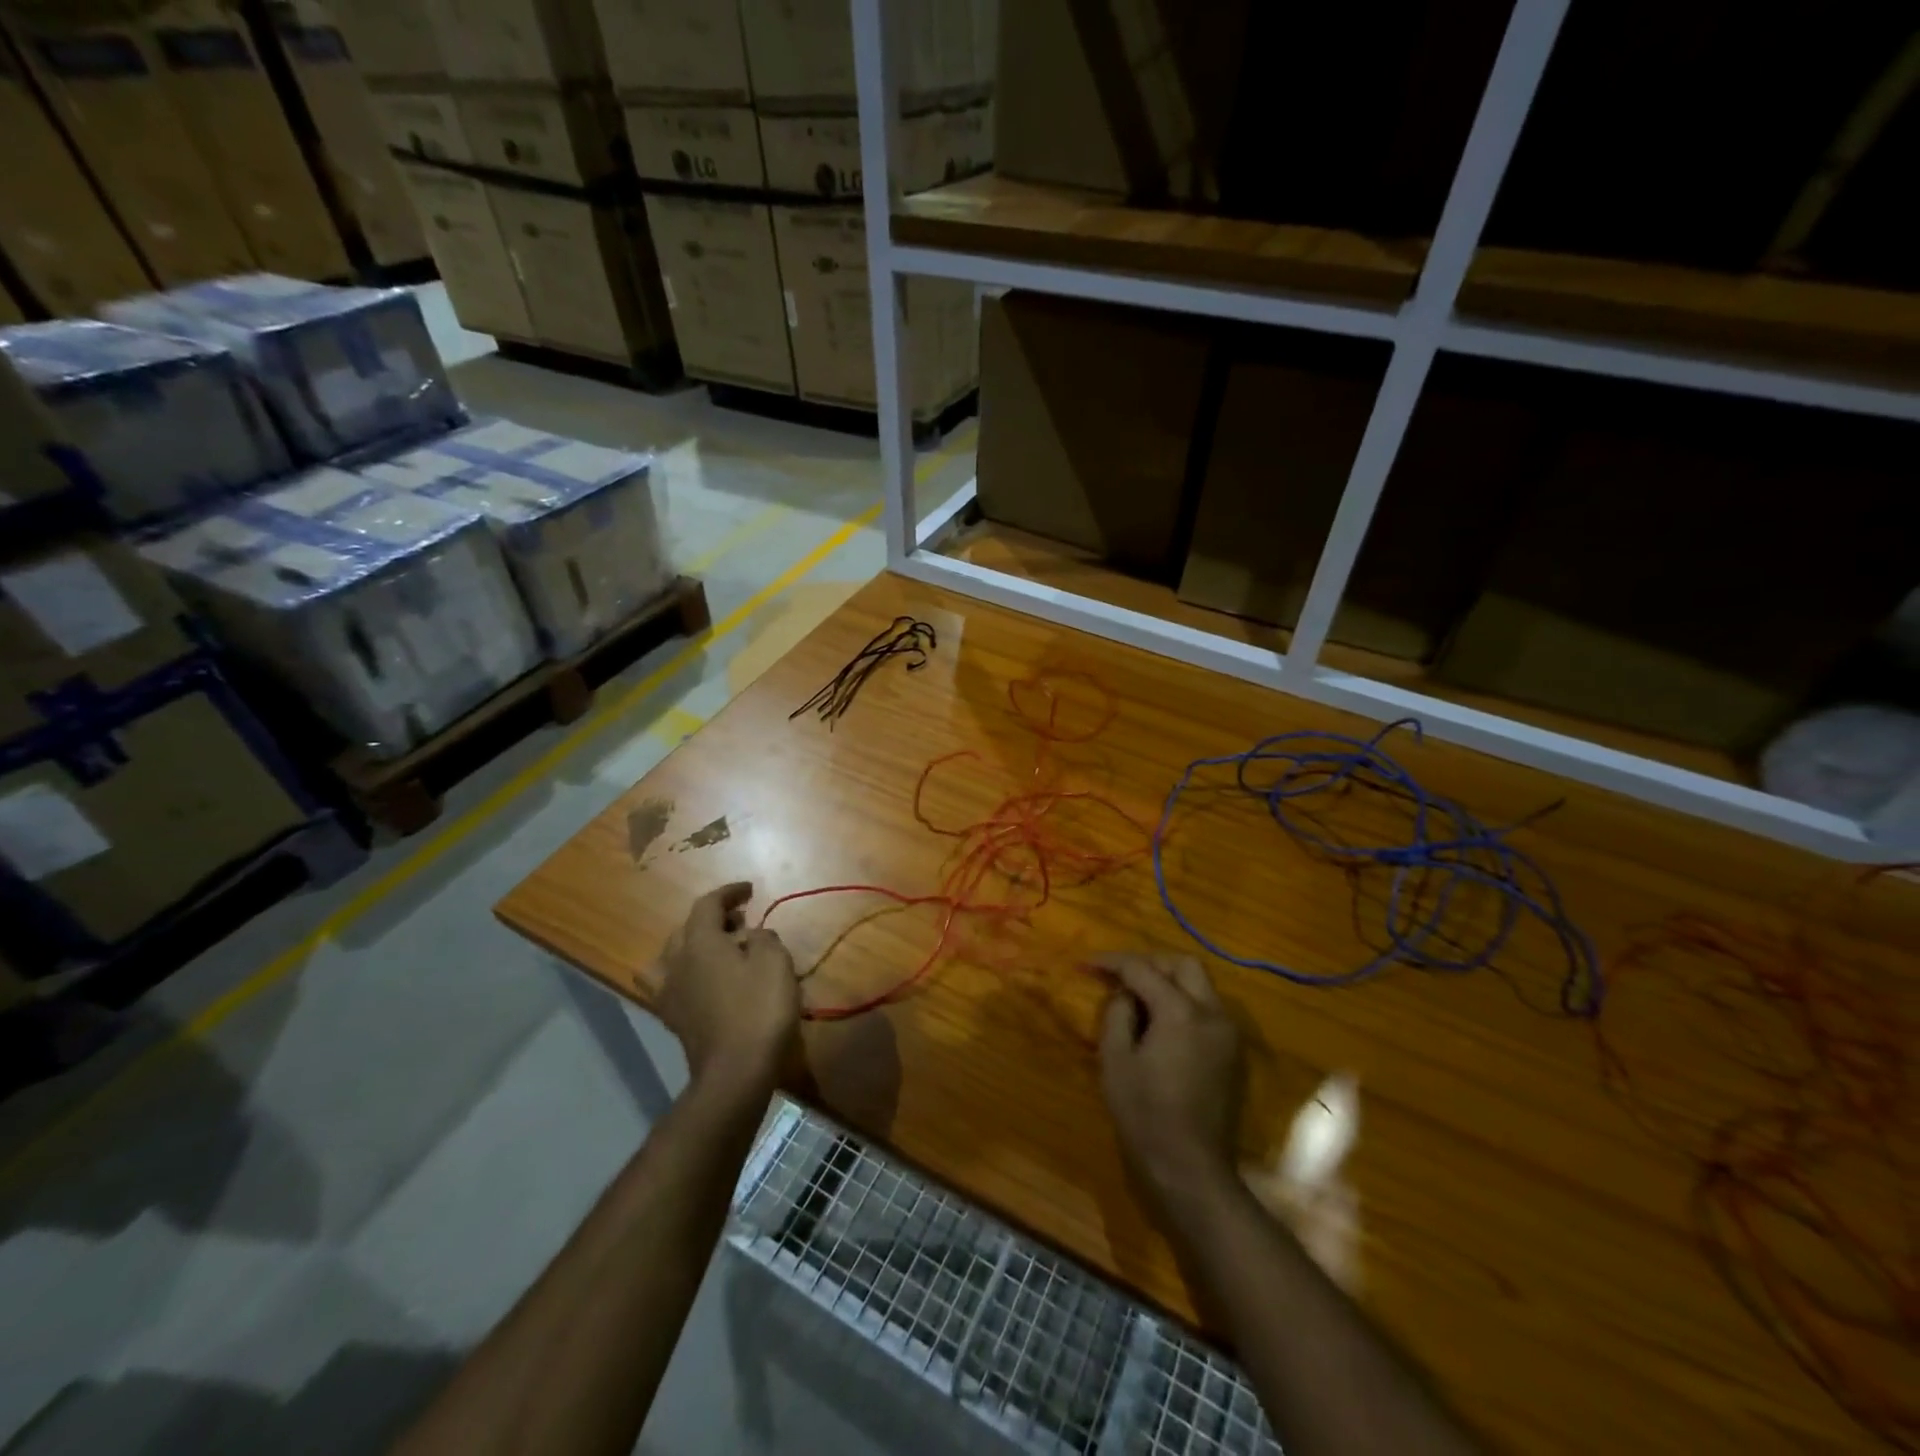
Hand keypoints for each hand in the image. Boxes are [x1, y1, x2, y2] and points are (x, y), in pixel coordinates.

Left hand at [656, 883, 799, 1088]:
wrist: (736, 1071)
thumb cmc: (759, 1009)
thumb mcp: (775, 961)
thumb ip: (764, 937)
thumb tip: (752, 936)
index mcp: (700, 941)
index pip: (708, 904)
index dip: (729, 893)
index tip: (749, 890)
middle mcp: (676, 961)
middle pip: (687, 928)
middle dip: (714, 918)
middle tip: (742, 922)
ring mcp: (669, 992)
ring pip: (671, 955)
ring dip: (692, 946)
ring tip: (716, 951)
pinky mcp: (672, 1018)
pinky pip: (669, 983)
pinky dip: (684, 974)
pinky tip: (703, 982)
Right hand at [1098, 954, 1244, 1204]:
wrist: (1191, 1167)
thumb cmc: (1145, 1114)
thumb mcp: (1116, 1060)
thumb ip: (1118, 1014)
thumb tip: (1125, 994)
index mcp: (1180, 1011)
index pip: (1142, 969)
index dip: (1112, 962)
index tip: (1087, 964)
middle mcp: (1211, 1012)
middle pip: (1183, 964)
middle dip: (1149, 962)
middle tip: (1120, 976)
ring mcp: (1227, 1032)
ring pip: (1200, 984)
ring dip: (1169, 980)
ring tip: (1138, 997)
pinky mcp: (1232, 1051)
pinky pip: (1207, 1008)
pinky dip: (1183, 1001)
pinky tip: (1161, 1021)